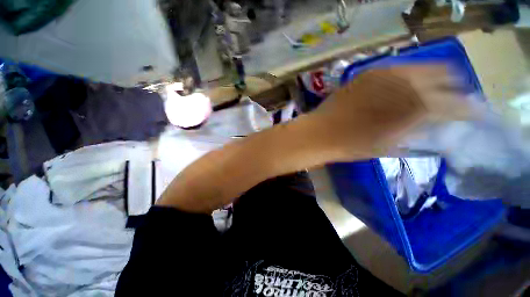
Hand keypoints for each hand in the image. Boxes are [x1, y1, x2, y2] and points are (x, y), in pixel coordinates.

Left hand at [308, 64, 470, 159]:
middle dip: (454, 86)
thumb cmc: (350, 145)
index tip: (474, 113)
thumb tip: (433, 126)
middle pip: (445, 75)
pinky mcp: (367, 72)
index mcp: (415, 108)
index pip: (456, 104)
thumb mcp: (388, 146)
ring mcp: (384, 73)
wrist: (320, 133)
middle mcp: (405, 83)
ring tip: (433, 88)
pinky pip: (396, 68)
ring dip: (433, 76)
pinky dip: (407, 74)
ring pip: (422, 66)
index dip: (468, 109)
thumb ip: (415, 133)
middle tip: (454, 97)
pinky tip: (405, 84)